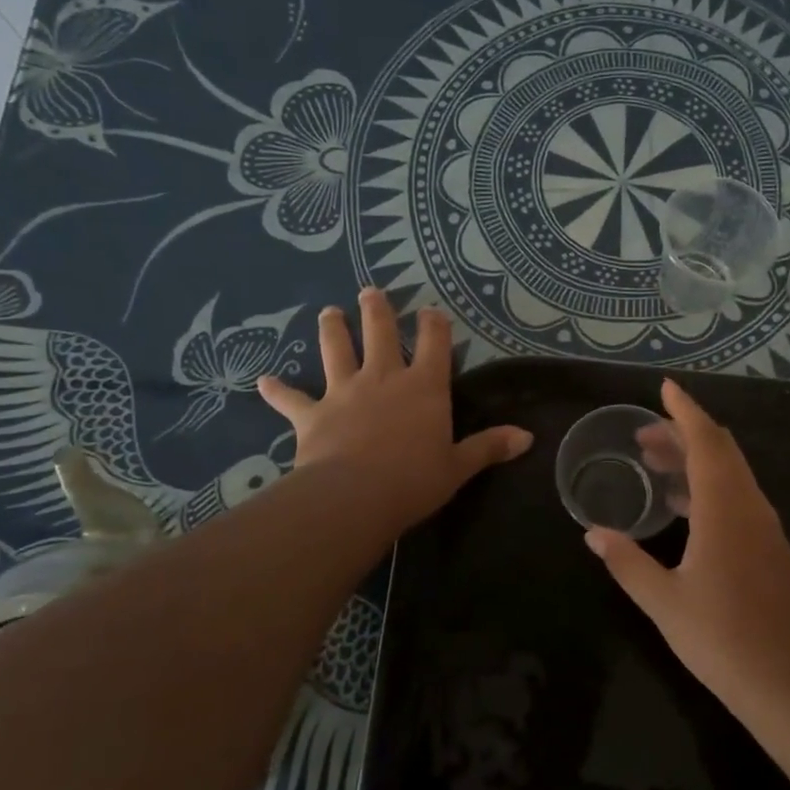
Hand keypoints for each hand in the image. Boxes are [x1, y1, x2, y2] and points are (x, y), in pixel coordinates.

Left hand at [257, 288, 531, 533]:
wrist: (355, 497)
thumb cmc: (414, 480)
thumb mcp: (458, 466)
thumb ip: (489, 447)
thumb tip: (527, 438)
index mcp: (424, 387)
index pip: (434, 344)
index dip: (434, 324)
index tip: (430, 310)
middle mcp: (384, 379)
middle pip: (380, 334)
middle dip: (377, 310)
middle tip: (370, 292)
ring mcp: (344, 393)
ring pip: (336, 351)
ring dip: (332, 330)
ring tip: (328, 312)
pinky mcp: (312, 415)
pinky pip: (291, 399)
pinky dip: (277, 390)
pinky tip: (262, 380)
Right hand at [585, 379, 789, 713]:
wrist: (787, 681)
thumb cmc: (721, 638)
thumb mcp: (663, 601)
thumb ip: (626, 562)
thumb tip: (593, 533)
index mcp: (724, 509)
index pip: (706, 441)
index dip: (685, 411)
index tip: (664, 388)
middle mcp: (749, 506)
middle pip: (720, 450)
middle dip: (683, 433)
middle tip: (643, 433)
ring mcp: (764, 526)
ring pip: (731, 472)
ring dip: (695, 459)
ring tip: (654, 461)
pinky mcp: (769, 546)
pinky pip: (738, 496)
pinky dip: (708, 484)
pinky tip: (682, 505)